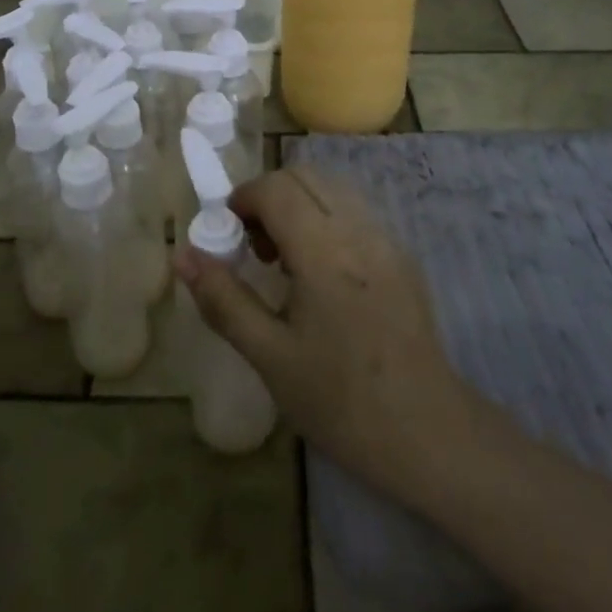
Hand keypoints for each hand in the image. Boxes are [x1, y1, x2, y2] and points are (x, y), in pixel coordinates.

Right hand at [175, 165, 476, 507]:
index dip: (243, 199)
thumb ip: (223, 299)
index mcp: (325, 251)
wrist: (428, 435)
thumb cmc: (340, 401)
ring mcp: (387, 240)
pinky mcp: (403, 257)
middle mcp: (359, 231)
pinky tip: (322, 275)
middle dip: (269, 197)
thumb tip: (183, 254)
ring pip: (333, 190)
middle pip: (305, 176)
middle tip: (254, 248)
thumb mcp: (269, 355)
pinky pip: (356, 213)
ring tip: (286, 262)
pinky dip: (326, 219)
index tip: (228, 235)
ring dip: (299, 205)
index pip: (276, 188)